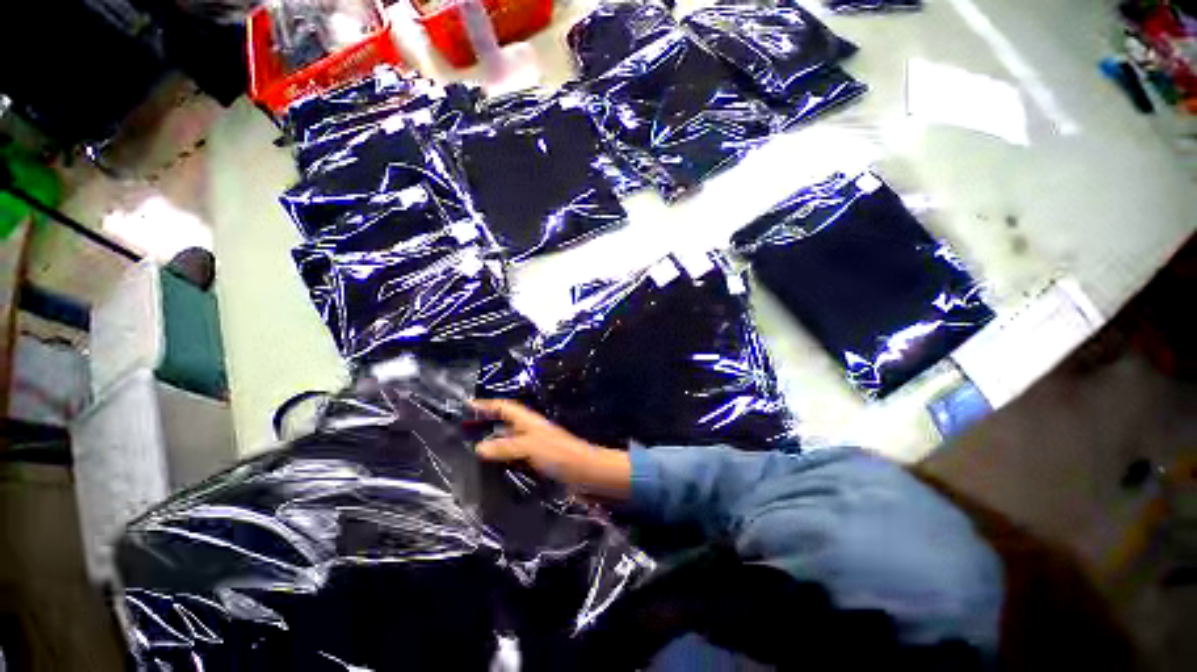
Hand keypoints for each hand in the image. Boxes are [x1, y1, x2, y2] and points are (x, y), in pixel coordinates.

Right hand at [472, 399, 631, 498]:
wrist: (585, 472)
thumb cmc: (559, 454)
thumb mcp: (530, 446)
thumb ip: (505, 446)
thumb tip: (479, 447)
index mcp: (529, 421)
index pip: (505, 407)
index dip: (487, 405)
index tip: (467, 405)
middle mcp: (531, 431)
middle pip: (506, 423)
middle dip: (486, 424)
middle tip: (463, 433)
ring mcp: (535, 447)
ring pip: (509, 442)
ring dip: (493, 444)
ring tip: (471, 453)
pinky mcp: (538, 462)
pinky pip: (515, 458)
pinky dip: (503, 460)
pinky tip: (493, 471)